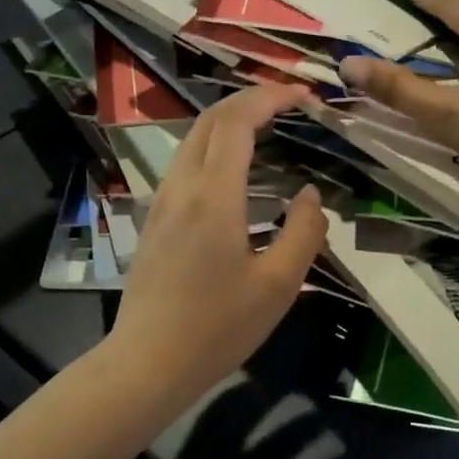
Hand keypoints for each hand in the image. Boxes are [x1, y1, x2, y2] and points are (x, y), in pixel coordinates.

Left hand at [107, 85, 327, 397]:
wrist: (148, 362)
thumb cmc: (218, 327)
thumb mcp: (279, 285)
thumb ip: (303, 232)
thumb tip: (309, 195)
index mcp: (214, 196)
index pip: (237, 122)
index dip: (271, 98)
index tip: (304, 95)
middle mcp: (182, 188)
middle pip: (210, 120)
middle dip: (250, 101)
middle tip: (289, 105)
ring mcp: (161, 203)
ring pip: (192, 141)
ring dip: (229, 124)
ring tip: (268, 132)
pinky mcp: (154, 222)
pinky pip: (185, 166)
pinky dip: (214, 149)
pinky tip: (236, 175)